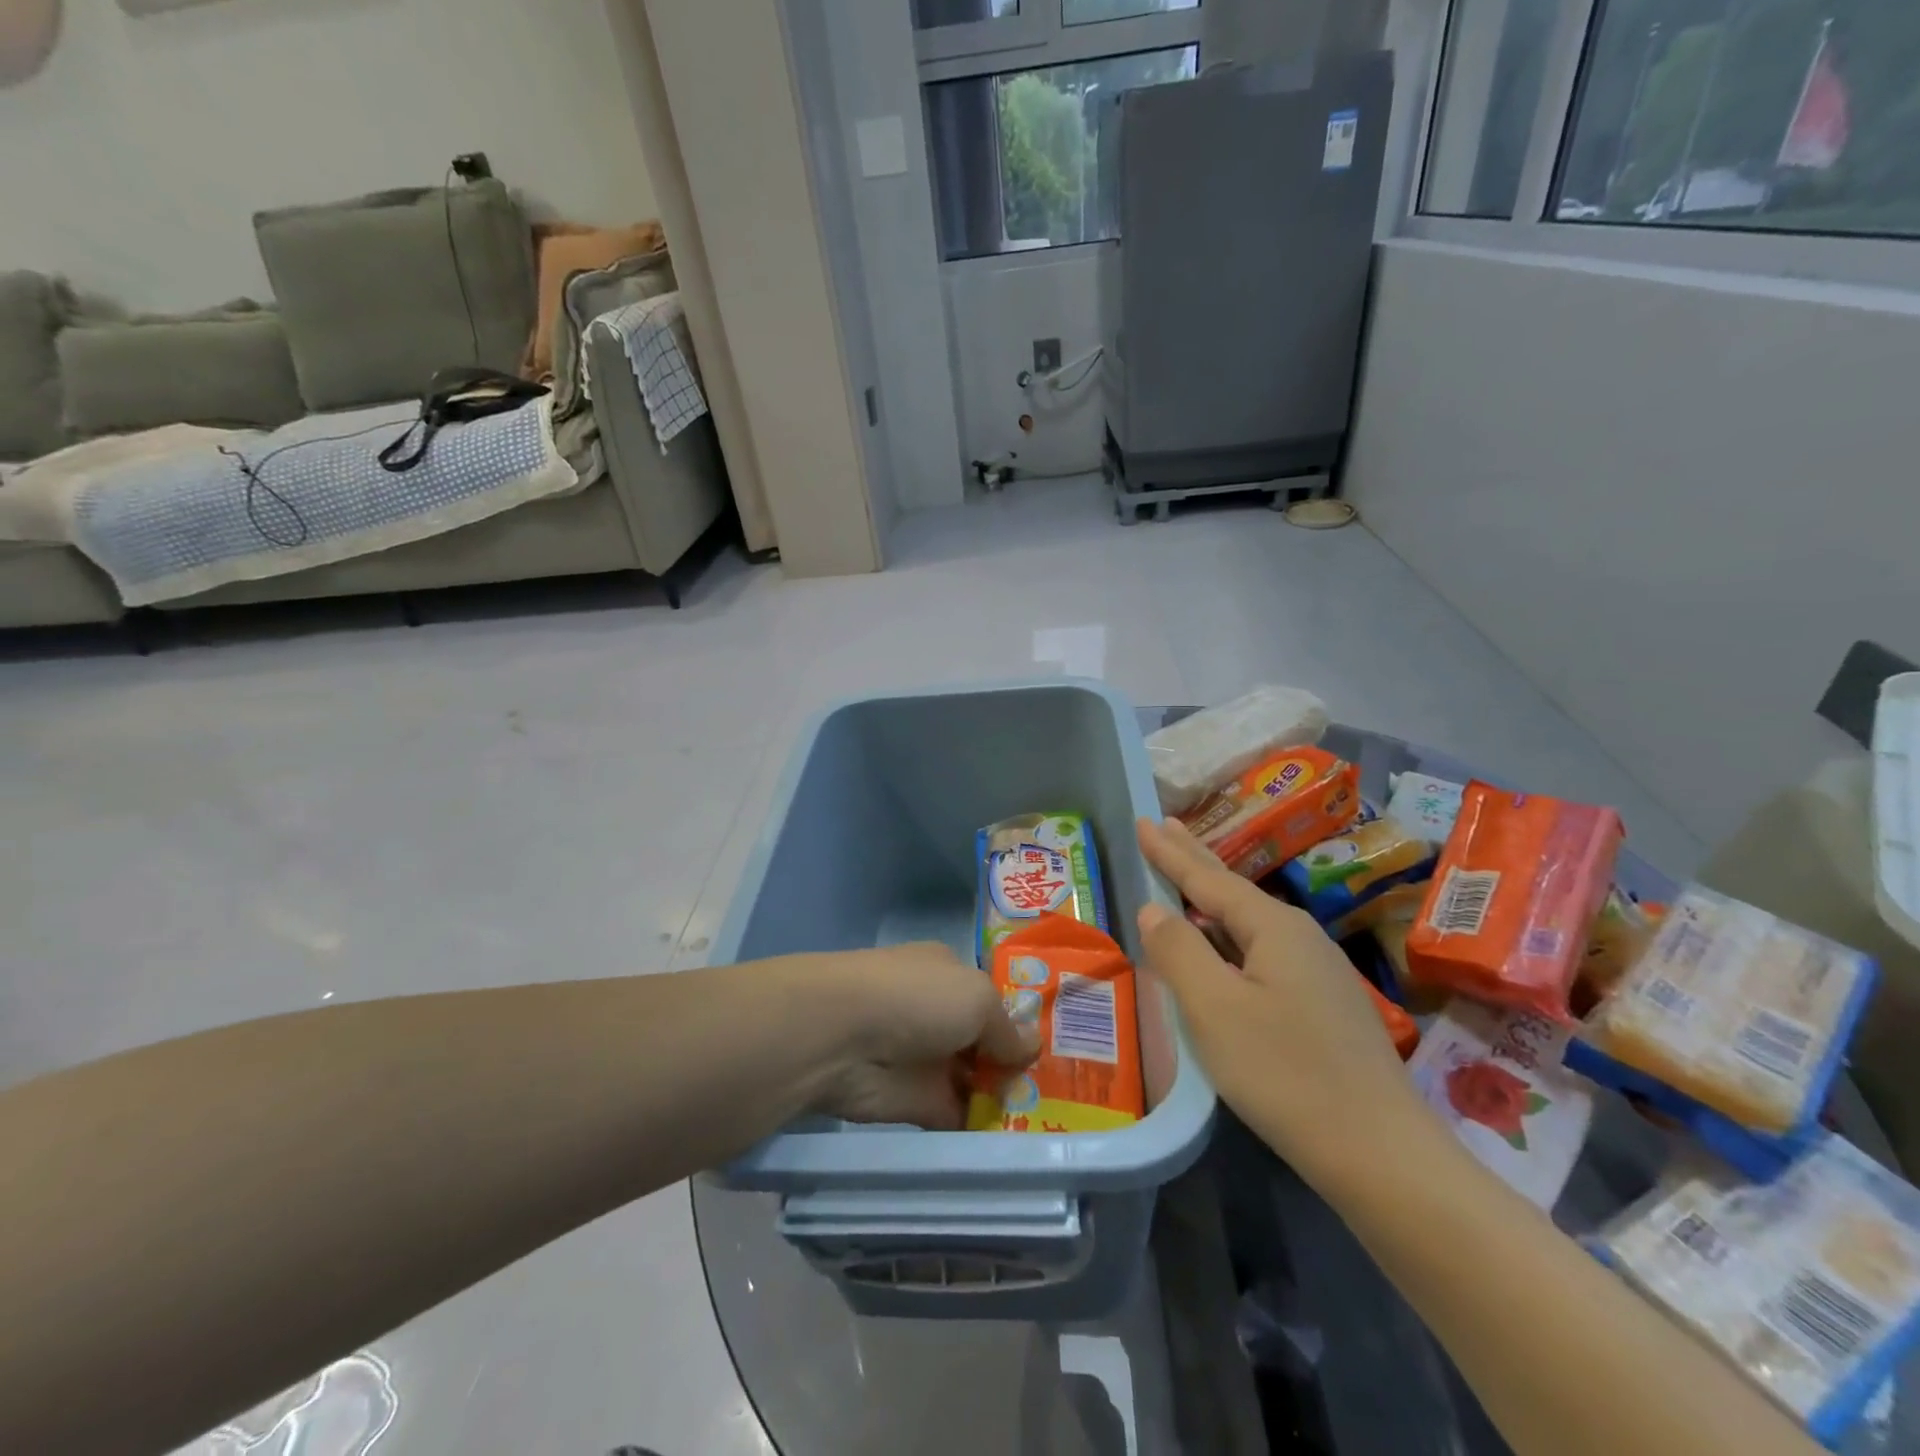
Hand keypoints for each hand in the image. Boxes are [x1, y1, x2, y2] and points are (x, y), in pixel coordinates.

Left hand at [801, 943, 1038, 1129]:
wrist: (842, 1037)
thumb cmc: (916, 999)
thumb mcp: (977, 999)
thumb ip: (1008, 1028)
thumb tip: (1033, 1047)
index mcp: (949, 973)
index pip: (992, 997)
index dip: (1022, 1020)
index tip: (1061, 1046)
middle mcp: (938, 1012)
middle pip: (987, 1041)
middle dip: (1019, 1063)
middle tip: (1068, 1091)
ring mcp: (927, 1058)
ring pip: (975, 1080)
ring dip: (1005, 1098)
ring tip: (1056, 1120)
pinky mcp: (916, 1103)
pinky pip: (959, 1116)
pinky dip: (983, 1128)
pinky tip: (1022, 1143)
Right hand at [1135, 818, 1424, 1186]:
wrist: (1380, 1153)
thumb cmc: (1285, 1072)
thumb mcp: (1214, 1009)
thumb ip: (1178, 952)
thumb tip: (1154, 909)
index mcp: (1273, 927)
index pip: (1206, 878)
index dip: (1169, 851)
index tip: (1143, 820)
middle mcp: (1299, 936)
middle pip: (1233, 888)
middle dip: (1194, 857)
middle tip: (1164, 824)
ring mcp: (1317, 970)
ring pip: (1249, 920)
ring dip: (1212, 895)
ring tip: (1186, 876)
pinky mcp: (1322, 1003)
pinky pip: (1261, 949)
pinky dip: (1229, 933)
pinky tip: (1223, 945)